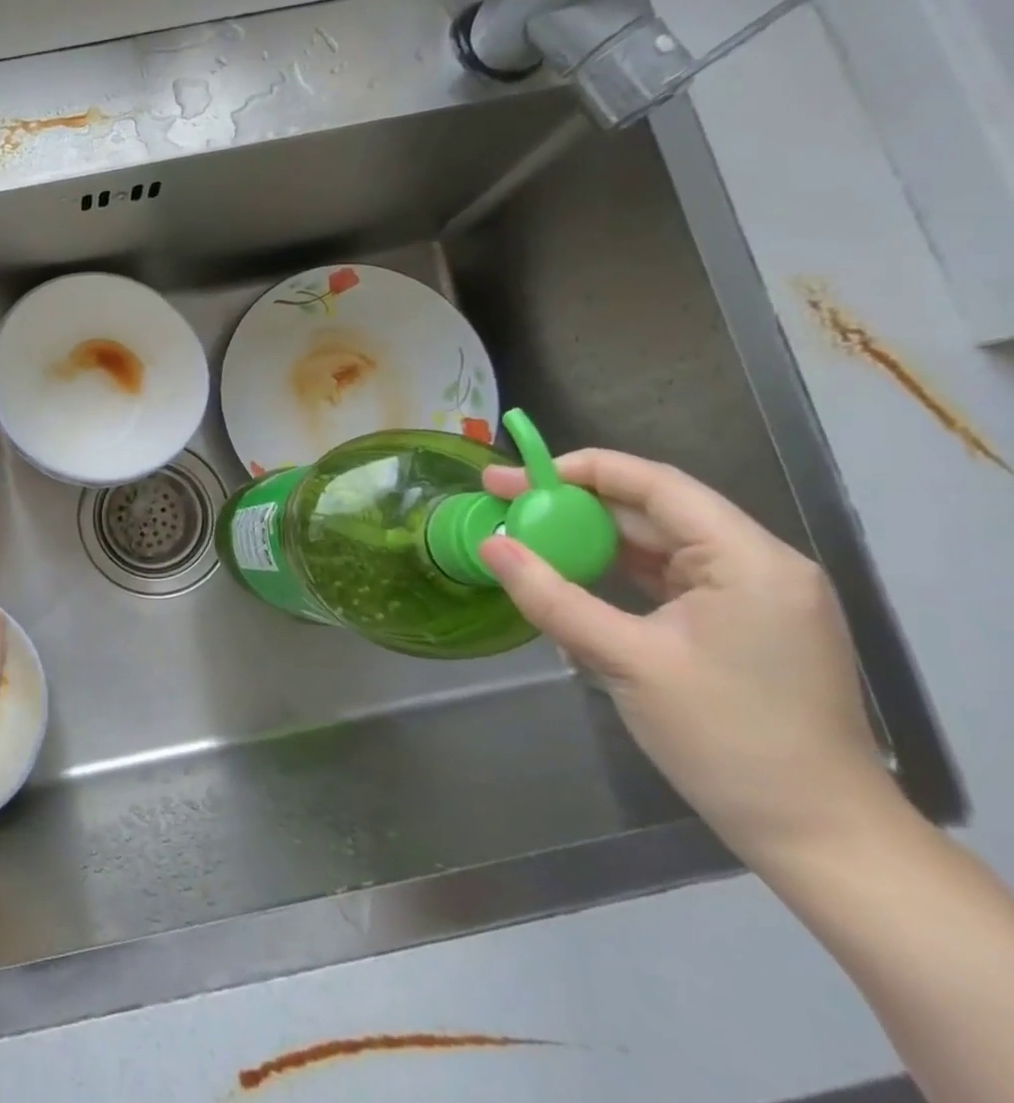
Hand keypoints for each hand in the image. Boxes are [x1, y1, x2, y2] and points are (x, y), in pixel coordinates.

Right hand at [478, 450, 893, 866]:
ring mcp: (751, 595)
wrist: (818, 837)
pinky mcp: (739, 624)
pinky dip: (613, 572)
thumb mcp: (626, 661)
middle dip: (573, 505)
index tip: (515, 477)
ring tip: (525, 539)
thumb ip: (551, 596)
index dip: (580, 470)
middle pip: (651, 511)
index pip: (655, 484)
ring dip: (589, 540)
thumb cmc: (727, 740)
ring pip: (653, 544)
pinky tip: (569, 578)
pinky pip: (664, 577)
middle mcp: (757, 564)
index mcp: (749, 560)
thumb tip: (489, 545)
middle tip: (503, 503)